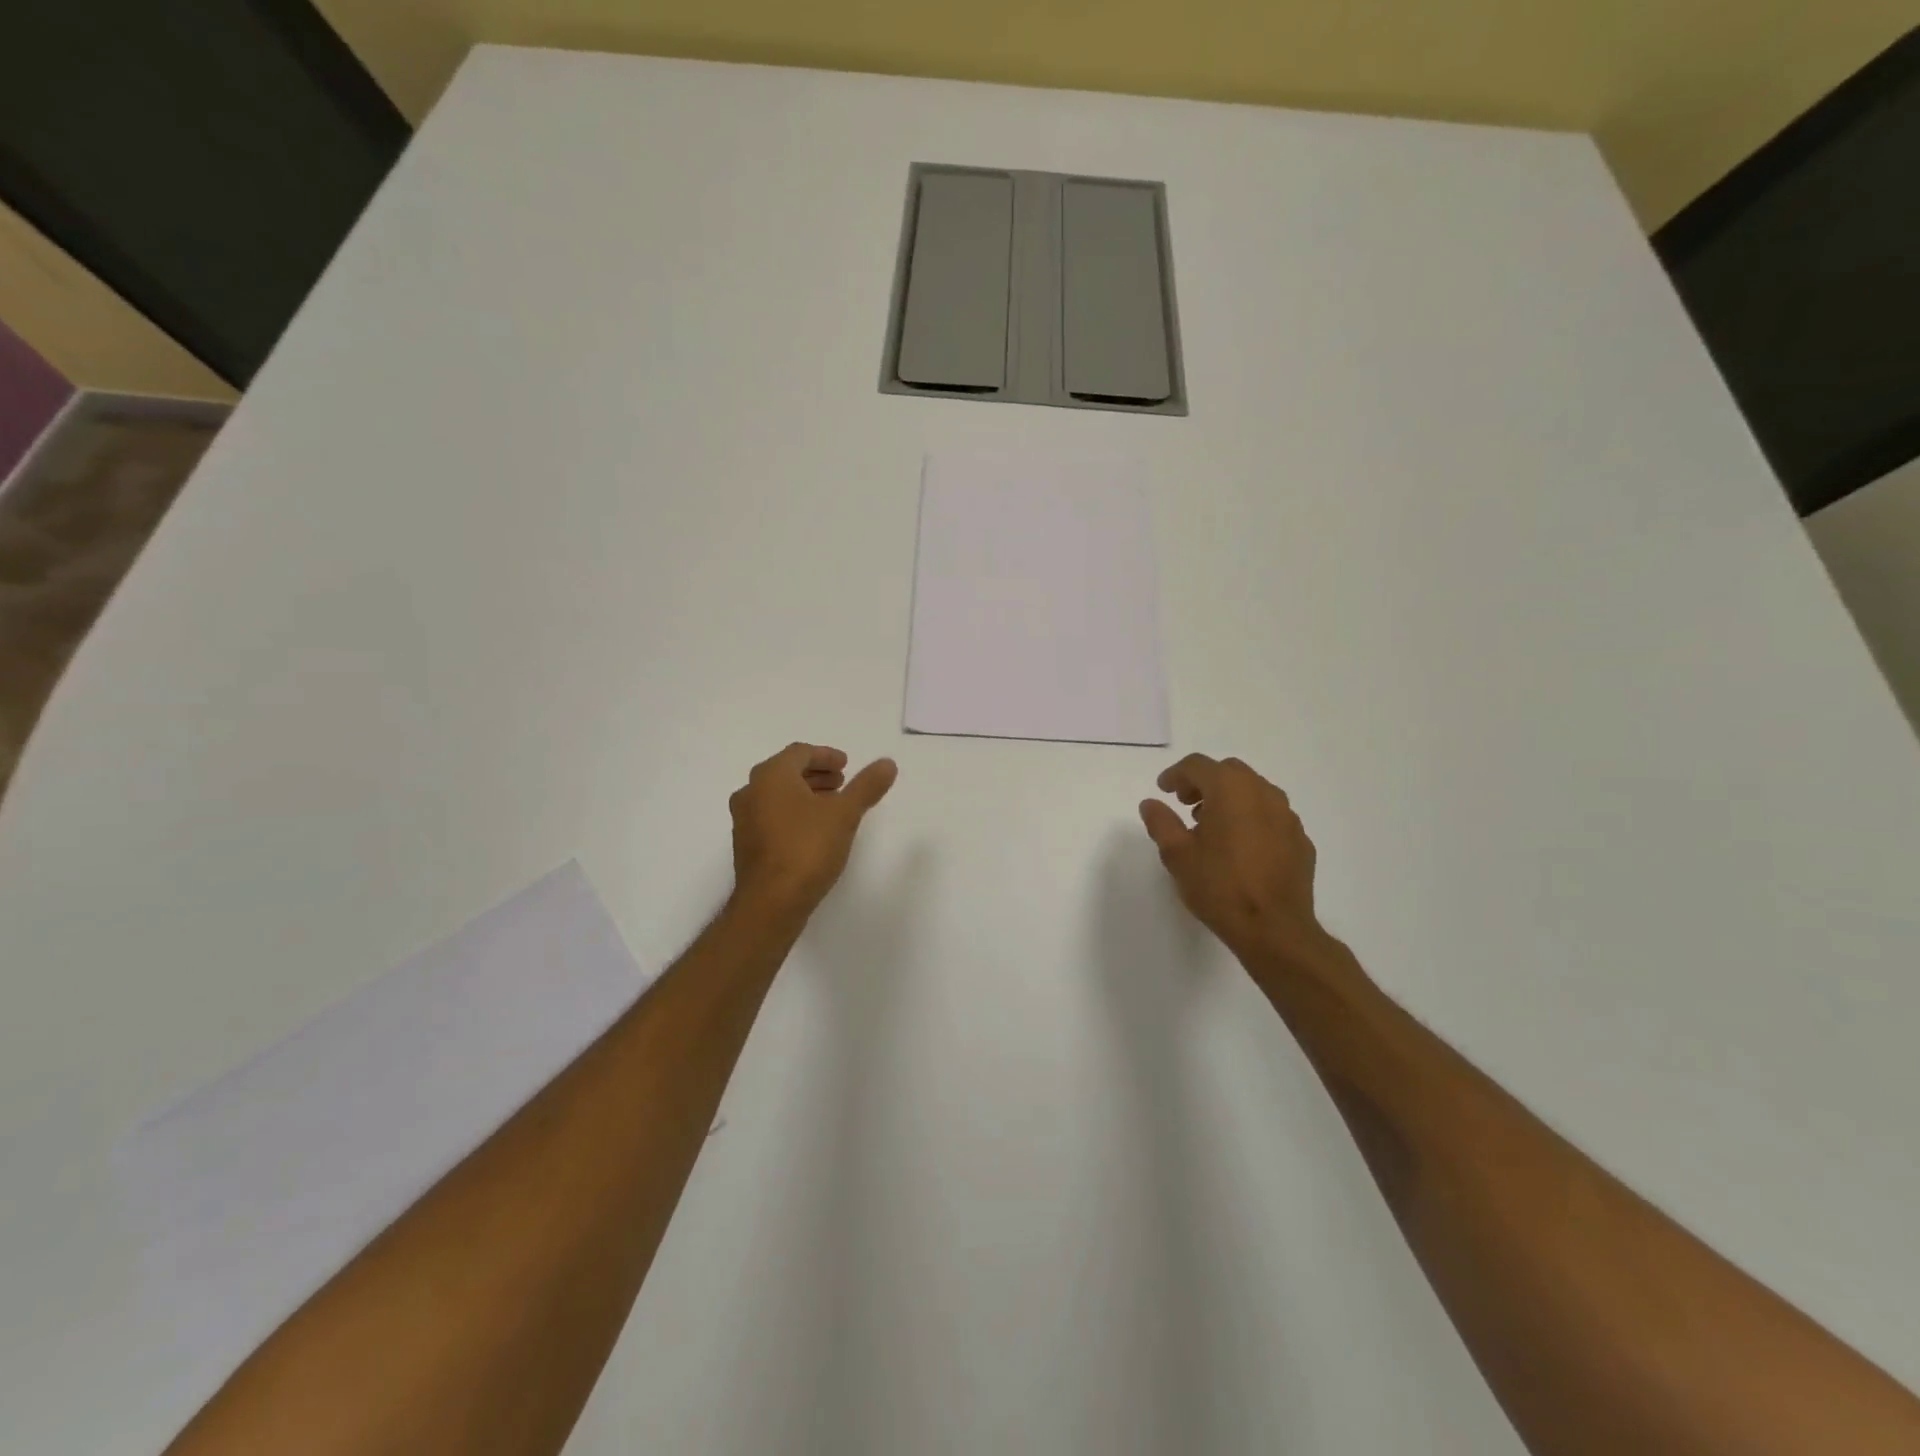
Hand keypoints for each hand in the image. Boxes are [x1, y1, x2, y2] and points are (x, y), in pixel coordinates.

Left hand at [728, 743, 897, 919]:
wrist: (771, 903)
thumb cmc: (807, 849)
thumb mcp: (845, 814)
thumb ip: (866, 786)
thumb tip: (888, 763)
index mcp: (771, 776)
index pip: (800, 752)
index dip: (826, 756)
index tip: (846, 766)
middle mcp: (751, 791)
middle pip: (786, 771)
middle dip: (816, 774)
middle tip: (842, 783)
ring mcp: (744, 819)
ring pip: (777, 795)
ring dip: (805, 794)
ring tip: (832, 806)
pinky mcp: (746, 844)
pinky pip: (770, 815)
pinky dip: (792, 813)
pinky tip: (813, 830)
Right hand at [1139, 754, 1329, 971]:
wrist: (1275, 929)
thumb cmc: (1220, 886)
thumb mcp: (1177, 855)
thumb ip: (1161, 822)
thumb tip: (1151, 803)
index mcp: (1230, 790)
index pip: (1198, 766)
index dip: (1176, 774)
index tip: (1163, 790)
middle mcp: (1263, 793)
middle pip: (1229, 772)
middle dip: (1204, 782)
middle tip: (1185, 804)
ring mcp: (1287, 816)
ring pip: (1254, 791)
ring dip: (1230, 798)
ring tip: (1212, 826)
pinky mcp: (1300, 839)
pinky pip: (1271, 816)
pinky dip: (1252, 818)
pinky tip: (1241, 846)